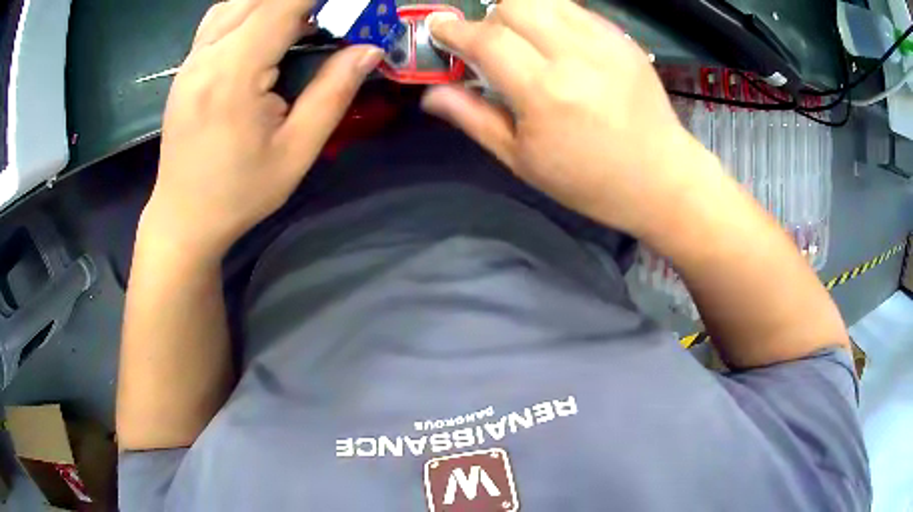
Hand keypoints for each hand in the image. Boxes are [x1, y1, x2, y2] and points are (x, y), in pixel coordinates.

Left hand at [141, 0, 383, 258]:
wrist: (183, 218)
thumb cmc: (239, 193)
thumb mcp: (296, 151)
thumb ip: (333, 92)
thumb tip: (369, 49)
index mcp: (233, 74)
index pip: (282, 5)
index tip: (350, 6)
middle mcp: (206, 56)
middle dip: (300, 0)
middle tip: (333, 17)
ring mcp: (191, 59)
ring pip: (236, 2)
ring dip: (273, 4)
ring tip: (303, 22)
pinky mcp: (185, 67)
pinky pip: (219, 18)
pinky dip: (249, 10)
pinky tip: (265, 29)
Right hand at [422, 0, 706, 234]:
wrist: (661, 178)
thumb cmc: (589, 181)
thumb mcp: (522, 160)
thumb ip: (473, 118)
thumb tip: (431, 94)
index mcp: (544, 93)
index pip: (487, 39)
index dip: (453, 30)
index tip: (438, 29)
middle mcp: (574, 55)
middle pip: (512, 6)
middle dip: (488, 20)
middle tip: (489, 45)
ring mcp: (604, 42)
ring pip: (544, 0)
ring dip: (519, 12)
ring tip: (522, 40)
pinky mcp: (623, 39)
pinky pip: (575, 9)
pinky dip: (552, 16)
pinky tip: (556, 42)